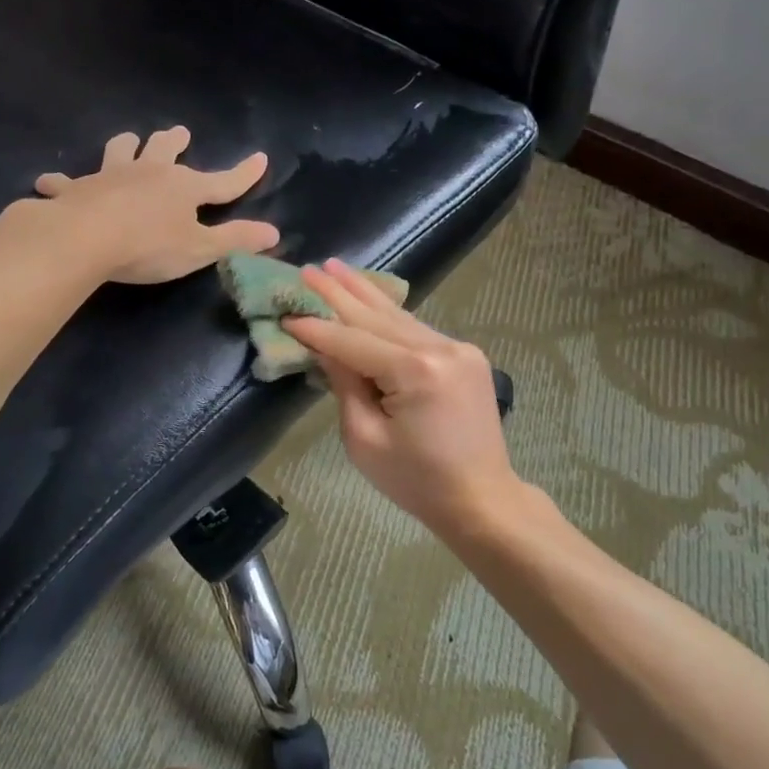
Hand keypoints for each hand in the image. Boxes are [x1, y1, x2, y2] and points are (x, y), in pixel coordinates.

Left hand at [33, 127, 281, 283]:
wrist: (85, 239)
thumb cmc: (148, 246)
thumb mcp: (200, 249)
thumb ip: (236, 240)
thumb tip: (274, 233)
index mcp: (184, 187)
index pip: (223, 181)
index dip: (244, 174)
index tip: (261, 158)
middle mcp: (149, 172)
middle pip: (164, 150)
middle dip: (174, 141)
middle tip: (179, 133)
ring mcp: (110, 176)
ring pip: (120, 151)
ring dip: (126, 146)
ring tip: (129, 141)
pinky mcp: (77, 189)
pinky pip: (67, 182)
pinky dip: (61, 182)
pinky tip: (50, 182)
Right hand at [282, 261, 522, 537]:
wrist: (482, 499)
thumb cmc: (417, 481)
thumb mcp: (365, 440)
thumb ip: (345, 385)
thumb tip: (326, 348)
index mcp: (415, 372)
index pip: (352, 341)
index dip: (316, 329)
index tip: (286, 312)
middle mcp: (441, 348)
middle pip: (377, 316)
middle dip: (339, 293)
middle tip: (308, 268)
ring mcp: (459, 348)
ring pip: (400, 316)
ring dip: (364, 293)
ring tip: (335, 268)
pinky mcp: (467, 355)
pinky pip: (417, 329)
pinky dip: (389, 315)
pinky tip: (369, 297)